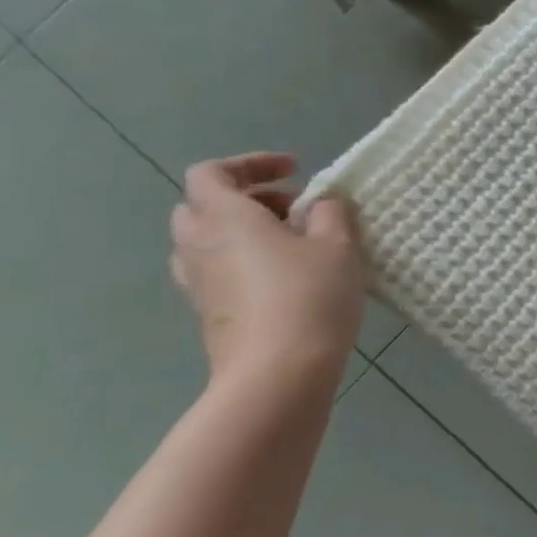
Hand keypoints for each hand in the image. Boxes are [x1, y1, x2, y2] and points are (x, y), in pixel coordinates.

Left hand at [170, 154, 364, 389]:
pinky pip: (216, 270)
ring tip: (292, 242)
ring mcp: (198, 283)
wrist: (277, 372)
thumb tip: (319, 205)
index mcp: (225, 218)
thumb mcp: (338, 244)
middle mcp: (199, 245)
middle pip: (202, 206)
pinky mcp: (208, 312)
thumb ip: (329, 213)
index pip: (212, 173)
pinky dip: (243, 260)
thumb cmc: (309, 295)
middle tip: (293, 208)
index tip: (295, 170)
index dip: (251, 164)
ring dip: (243, 231)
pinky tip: (285, 276)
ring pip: (206, 240)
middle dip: (246, 198)